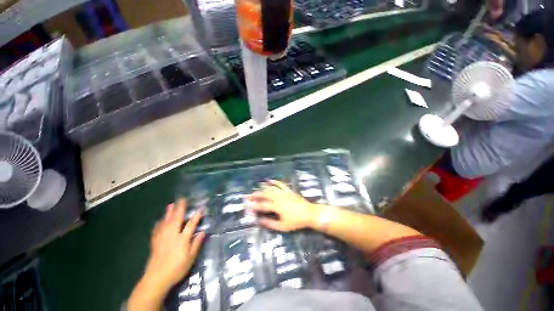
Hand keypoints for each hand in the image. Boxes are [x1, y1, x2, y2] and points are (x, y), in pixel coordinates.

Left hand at [129, 199, 205, 310]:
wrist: (156, 279)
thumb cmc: (176, 269)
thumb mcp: (190, 258)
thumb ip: (196, 244)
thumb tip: (203, 232)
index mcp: (182, 239)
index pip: (191, 224)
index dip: (196, 216)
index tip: (201, 208)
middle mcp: (172, 235)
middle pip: (177, 219)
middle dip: (180, 208)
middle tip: (182, 199)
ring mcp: (162, 238)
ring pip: (166, 222)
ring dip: (169, 212)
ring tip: (171, 204)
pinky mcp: (155, 242)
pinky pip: (157, 229)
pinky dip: (159, 223)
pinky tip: (160, 220)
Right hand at [247, 180, 317, 231]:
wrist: (309, 213)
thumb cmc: (296, 222)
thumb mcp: (283, 226)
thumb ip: (270, 224)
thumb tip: (260, 221)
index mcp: (277, 207)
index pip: (262, 205)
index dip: (254, 206)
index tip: (247, 206)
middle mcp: (279, 198)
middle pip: (265, 195)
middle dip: (255, 195)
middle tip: (247, 195)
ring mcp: (284, 193)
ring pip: (271, 188)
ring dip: (262, 188)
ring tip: (255, 189)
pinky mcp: (288, 190)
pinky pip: (280, 184)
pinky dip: (274, 181)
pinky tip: (269, 180)